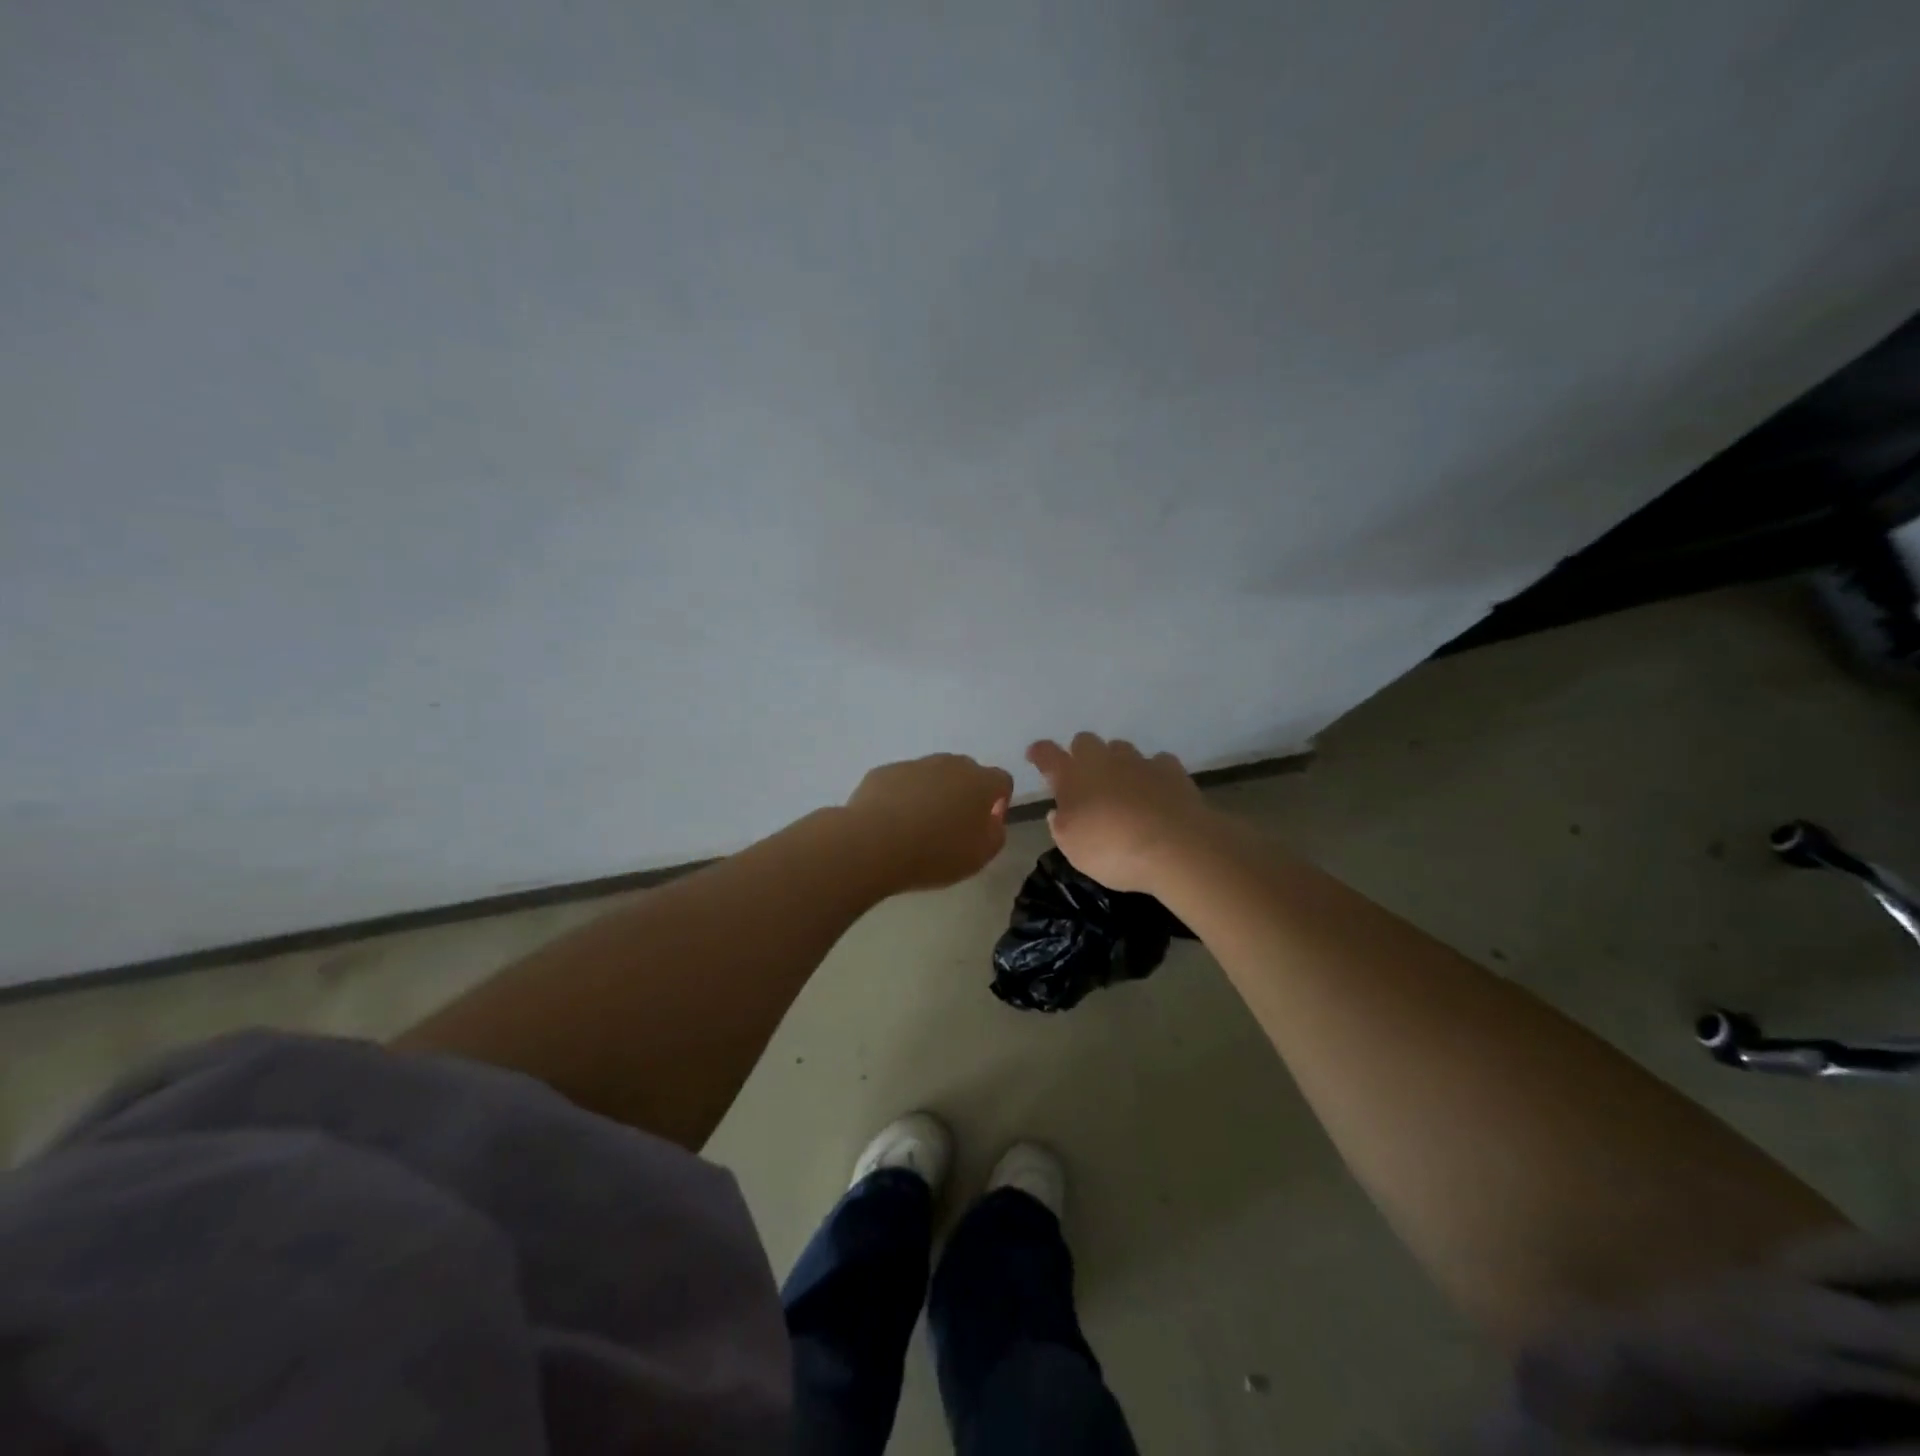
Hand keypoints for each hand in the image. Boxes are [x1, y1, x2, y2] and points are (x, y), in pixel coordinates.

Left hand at [845, 753, 1014, 891]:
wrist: (873, 844)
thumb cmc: (934, 853)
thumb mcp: (979, 856)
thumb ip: (995, 834)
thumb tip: (991, 820)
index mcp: (979, 782)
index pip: (1001, 781)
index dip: (998, 801)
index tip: (985, 824)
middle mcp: (949, 764)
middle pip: (966, 773)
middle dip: (964, 794)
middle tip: (952, 826)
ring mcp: (914, 765)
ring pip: (932, 775)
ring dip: (932, 794)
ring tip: (917, 827)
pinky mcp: (884, 772)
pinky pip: (902, 782)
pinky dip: (902, 797)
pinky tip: (891, 823)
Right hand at [1027, 734, 1213, 891]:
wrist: (1177, 847)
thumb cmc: (1114, 850)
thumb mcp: (1074, 849)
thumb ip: (1061, 826)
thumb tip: (1059, 812)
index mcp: (1073, 777)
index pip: (1048, 755)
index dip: (1040, 753)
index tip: (1035, 755)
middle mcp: (1103, 761)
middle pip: (1085, 741)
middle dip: (1080, 754)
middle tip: (1083, 778)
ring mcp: (1139, 762)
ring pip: (1121, 748)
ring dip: (1116, 762)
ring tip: (1121, 786)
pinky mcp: (1172, 770)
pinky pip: (1157, 762)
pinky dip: (1152, 773)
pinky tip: (1155, 790)